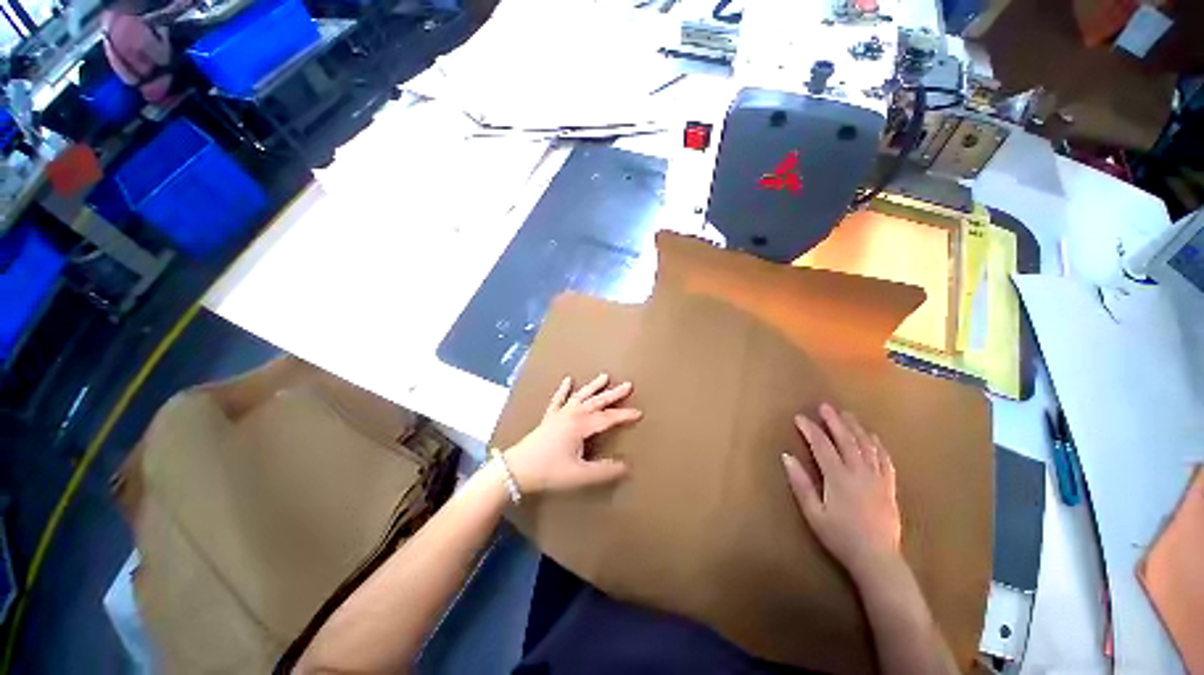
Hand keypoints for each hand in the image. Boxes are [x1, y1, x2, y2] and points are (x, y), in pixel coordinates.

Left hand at [504, 374, 641, 494]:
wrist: (517, 469)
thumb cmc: (550, 471)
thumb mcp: (580, 475)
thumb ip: (605, 471)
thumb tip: (626, 466)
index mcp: (581, 425)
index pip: (608, 418)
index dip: (624, 415)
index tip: (639, 413)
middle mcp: (572, 414)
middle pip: (597, 401)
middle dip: (614, 394)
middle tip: (628, 385)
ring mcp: (560, 414)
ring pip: (581, 396)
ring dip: (593, 386)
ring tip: (604, 376)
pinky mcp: (549, 417)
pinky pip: (558, 399)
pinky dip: (563, 389)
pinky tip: (567, 379)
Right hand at [782, 403, 901, 579]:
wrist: (877, 559)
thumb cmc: (840, 536)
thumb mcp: (813, 513)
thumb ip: (800, 484)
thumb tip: (786, 457)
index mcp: (838, 478)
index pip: (822, 446)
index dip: (810, 430)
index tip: (799, 417)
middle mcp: (859, 472)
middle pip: (846, 440)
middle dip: (834, 421)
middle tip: (825, 406)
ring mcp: (877, 478)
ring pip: (867, 446)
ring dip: (856, 428)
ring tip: (847, 415)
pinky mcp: (889, 486)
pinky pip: (885, 460)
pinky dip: (878, 445)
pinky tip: (873, 437)